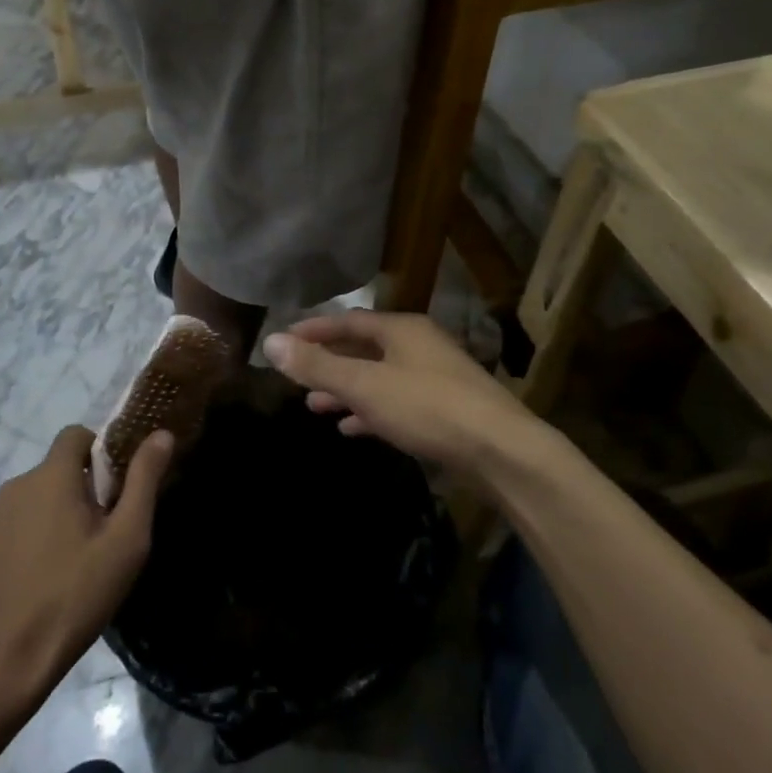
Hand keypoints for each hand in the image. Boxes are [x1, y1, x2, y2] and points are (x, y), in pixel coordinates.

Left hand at [0, 425, 172, 700]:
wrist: (6, 661)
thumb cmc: (76, 594)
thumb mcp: (126, 539)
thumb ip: (144, 480)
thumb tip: (161, 433)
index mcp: (51, 476)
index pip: (75, 434)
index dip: (98, 451)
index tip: (113, 488)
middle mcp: (15, 486)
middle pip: (54, 470)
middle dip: (79, 489)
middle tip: (100, 533)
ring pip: (32, 500)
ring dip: (52, 515)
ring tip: (70, 561)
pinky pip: (10, 528)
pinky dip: (27, 540)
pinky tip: (38, 580)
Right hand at [262, 312, 532, 475]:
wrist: (501, 451)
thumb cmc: (428, 408)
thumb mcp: (365, 385)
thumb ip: (317, 365)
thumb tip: (270, 342)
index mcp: (401, 330)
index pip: (348, 321)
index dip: (314, 330)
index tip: (284, 340)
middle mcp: (418, 346)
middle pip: (363, 348)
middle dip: (328, 363)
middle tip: (295, 377)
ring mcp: (433, 378)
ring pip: (378, 378)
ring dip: (346, 390)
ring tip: (314, 405)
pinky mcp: (443, 411)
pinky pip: (395, 404)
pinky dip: (370, 412)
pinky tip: (351, 428)